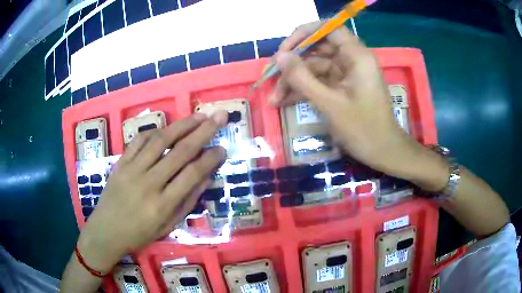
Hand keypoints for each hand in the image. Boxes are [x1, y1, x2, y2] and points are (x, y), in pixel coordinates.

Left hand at [76, 112, 227, 272]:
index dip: (211, 158)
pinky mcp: (121, 162)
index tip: (222, 148)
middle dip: (203, 131)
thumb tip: (207, 177)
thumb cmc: (139, 233)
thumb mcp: (168, 225)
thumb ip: (188, 201)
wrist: (107, 230)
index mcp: (163, 204)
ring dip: (182, 125)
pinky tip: (167, 129)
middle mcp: (149, 183)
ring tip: (198, 116)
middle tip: (219, 116)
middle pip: (180, 151)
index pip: (192, 174)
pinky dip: (155, 131)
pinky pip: (139, 140)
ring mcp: (132, 169)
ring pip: (160, 140)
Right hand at [270, 21, 446, 189]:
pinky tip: (284, 102)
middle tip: (270, 76)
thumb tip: (279, 56)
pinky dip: (303, 90)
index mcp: (356, 56)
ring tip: (273, 99)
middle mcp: (352, 60)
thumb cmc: (363, 129)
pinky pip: (319, 81)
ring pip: (315, 67)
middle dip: (293, 63)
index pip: (328, 29)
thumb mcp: (329, 104)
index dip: (304, 34)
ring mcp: (347, 74)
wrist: (383, 153)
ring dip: (294, 81)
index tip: (284, 50)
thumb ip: (302, 78)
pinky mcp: (342, 87)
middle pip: (317, 48)